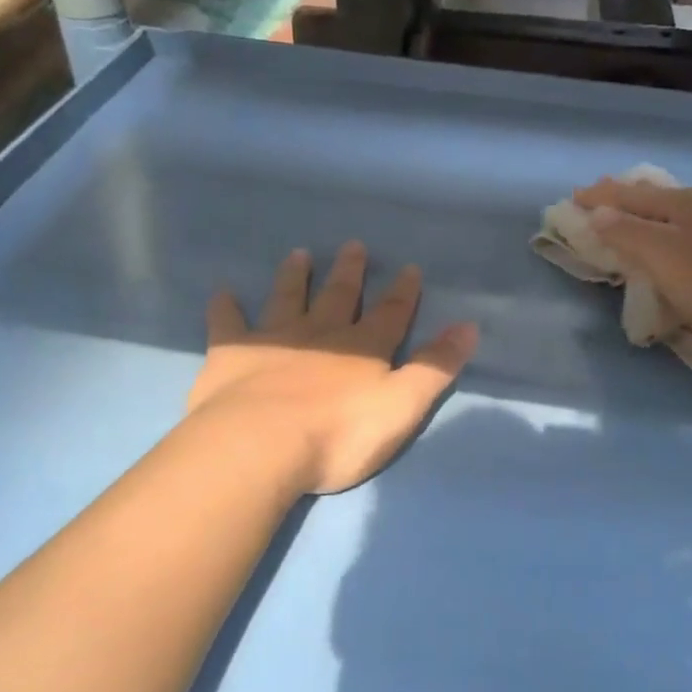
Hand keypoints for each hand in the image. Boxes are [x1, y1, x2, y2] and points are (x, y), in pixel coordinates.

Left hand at [189, 242, 478, 494]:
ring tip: (298, 254)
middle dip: (349, 272)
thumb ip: (434, 367)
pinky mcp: (232, 354)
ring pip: (287, 299)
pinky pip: (228, 324)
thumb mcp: (402, 406)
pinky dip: (225, 307)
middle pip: (338, 296)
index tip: (409, 267)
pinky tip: (222, 292)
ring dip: (295, 277)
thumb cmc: (338, 434)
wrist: (260, 446)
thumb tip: (469, 327)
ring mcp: (274, 340)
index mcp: (363, 349)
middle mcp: (320, 334)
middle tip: (353, 246)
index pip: (390, 314)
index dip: (402, 292)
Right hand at [573, 179, 691, 344]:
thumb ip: (626, 233)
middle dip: (637, 200)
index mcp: (688, 200)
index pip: (634, 195)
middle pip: (667, 197)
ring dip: (673, 215)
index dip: (603, 196)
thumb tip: (598, 213)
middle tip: (614, 203)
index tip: (577, 196)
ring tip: (660, 223)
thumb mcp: (660, 257)